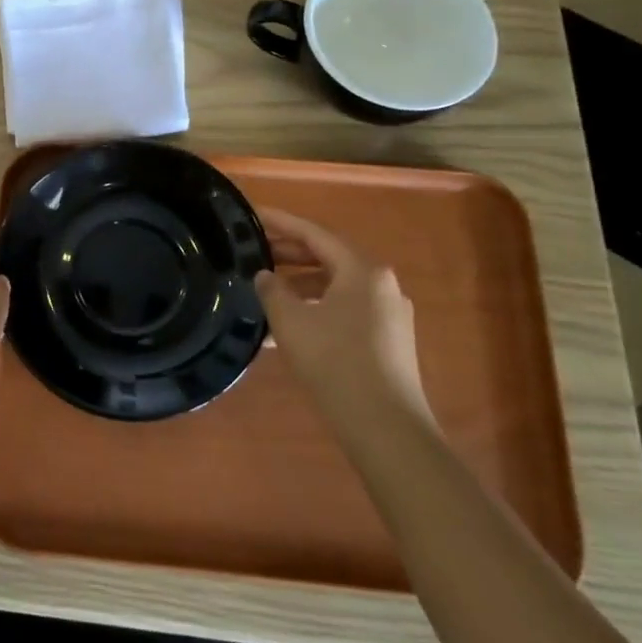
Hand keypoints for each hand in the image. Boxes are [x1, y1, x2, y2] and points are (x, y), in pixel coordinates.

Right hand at [255, 208, 432, 431]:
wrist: (385, 427)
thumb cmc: (335, 362)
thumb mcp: (291, 321)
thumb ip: (272, 290)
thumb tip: (265, 276)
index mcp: (362, 270)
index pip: (314, 233)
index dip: (280, 223)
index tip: (253, 215)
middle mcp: (381, 284)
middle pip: (328, 257)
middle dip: (289, 254)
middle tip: (254, 251)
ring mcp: (388, 314)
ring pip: (336, 286)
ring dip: (300, 285)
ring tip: (265, 292)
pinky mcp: (387, 341)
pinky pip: (344, 310)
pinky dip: (316, 309)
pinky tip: (288, 328)